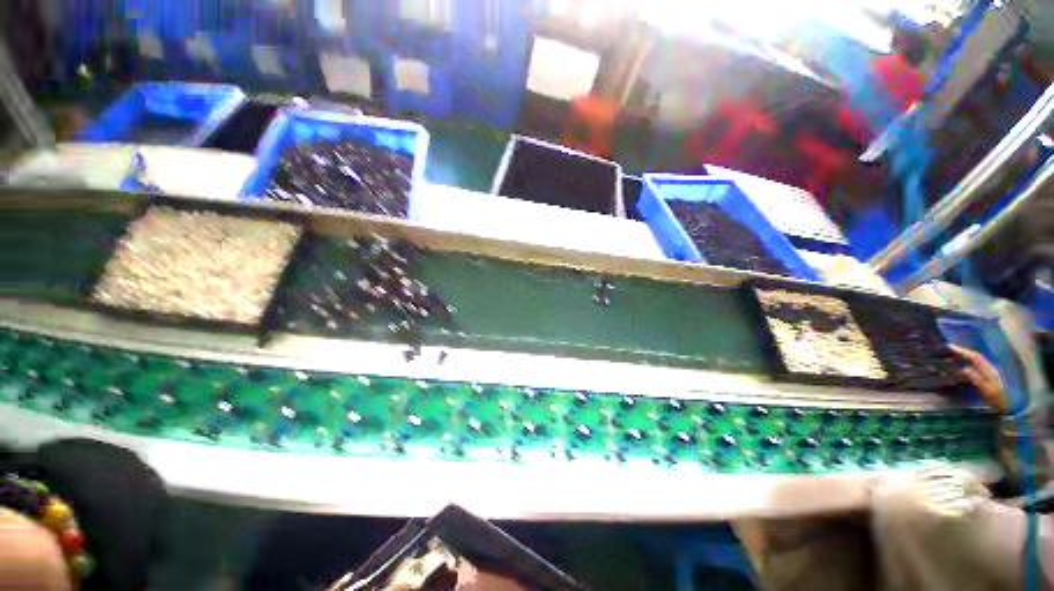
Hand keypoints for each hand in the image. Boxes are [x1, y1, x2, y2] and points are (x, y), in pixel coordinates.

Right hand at [949, 345, 1008, 412]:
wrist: (1009, 405)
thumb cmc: (997, 398)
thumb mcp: (987, 390)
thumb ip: (977, 379)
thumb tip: (964, 368)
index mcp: (988, 369)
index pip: (975, 357)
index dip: (963, 351)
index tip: (950, 347)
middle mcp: (989, 367)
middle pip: (976, 356)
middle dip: (963, 351)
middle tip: (950, 348)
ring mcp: (989, 372)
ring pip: (976, 360)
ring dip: (966, 355)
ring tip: (954, 354)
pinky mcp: (988, 376)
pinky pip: (977, 365)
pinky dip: (969, 361)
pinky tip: (964, 363)